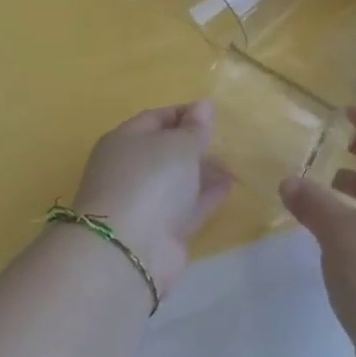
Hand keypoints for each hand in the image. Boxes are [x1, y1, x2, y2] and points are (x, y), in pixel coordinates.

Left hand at [72, 102, 232, 297]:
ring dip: (201, 171)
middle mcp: (129, 170)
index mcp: (124, 141)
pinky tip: (229, 185)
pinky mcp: (160, 231)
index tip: (212, 113)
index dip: (184, 113)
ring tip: (231, 163)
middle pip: (164, 151)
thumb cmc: (150, 180)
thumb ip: (194, 128)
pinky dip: (205, 195)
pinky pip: (186, 205)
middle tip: (223, 139)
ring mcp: (143, 202)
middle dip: (192, 145)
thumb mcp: (178, 145)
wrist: (130, 250)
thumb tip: (203, 106)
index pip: (155, 118)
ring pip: (176, 180)